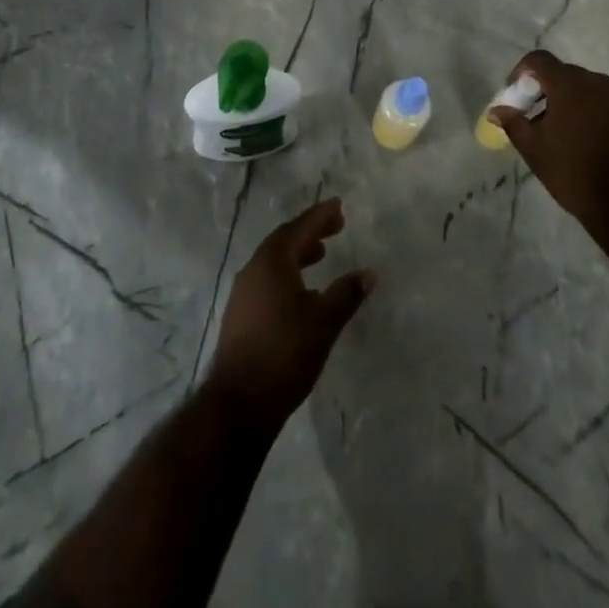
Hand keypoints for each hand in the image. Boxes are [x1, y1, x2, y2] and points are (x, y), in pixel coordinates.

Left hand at [208, 198, 375, 427]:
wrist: (239, 402)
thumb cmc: (285, 352)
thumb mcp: (324, 322)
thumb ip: (347, 294)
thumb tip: (369, 273)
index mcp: (272, 261)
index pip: (299, 228)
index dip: (320, 216)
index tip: (338, 205)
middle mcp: (254, 269)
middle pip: (284, 240)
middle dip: (310, 232)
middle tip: (335, 227)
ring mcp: (243, 292)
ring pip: (273, 261)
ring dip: (298, 253)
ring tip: (320, 255)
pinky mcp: (239, 314)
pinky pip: (266, 280)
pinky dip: (287, 274)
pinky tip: (301, 292)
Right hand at [491, 50, 608, 223]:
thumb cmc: (574, 171)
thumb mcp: (534, 150)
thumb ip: (513, 123)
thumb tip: (495, 110)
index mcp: (569, 84)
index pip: (539, 59)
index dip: (522, 71)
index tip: (516, 94)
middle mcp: (596, 82)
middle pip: (563, 73)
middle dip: (545, 90)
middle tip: (535, 117)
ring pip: (586, 88)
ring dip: (569, 101)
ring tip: (561, 132)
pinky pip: (605, 103)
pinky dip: (591, 112)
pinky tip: (587, 140)